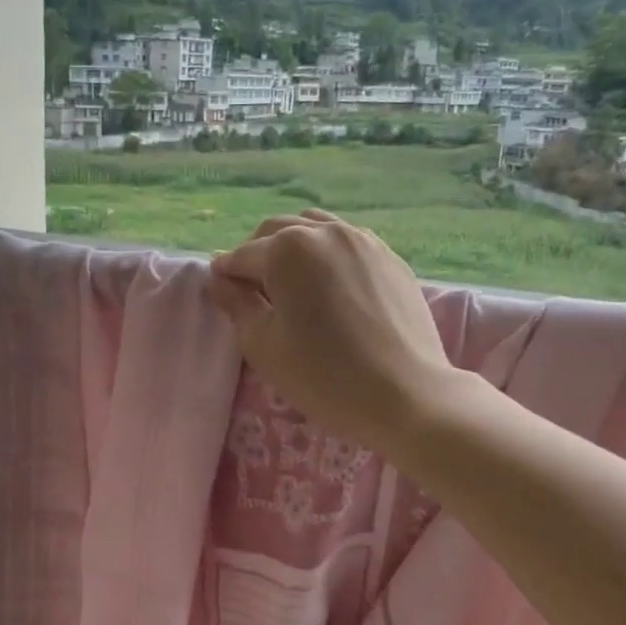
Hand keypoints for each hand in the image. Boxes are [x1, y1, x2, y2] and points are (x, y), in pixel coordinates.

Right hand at [207, 211, 456, 451]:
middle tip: (251, 291)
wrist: (406, 394)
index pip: (242, 256)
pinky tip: (328, 287)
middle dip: (257, 255)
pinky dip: (326, 255)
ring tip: (291, 284)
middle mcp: (325, 232)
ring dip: (293, 248)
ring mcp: (363, 241)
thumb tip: (219, 280)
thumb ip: (237, 304)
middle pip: (277, 232)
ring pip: (314, 229)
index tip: (219, 292)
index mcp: (287, 248)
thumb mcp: (264, 344)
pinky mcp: (390, 258)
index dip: (225, 274)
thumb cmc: (323, 375)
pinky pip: (347, 243)